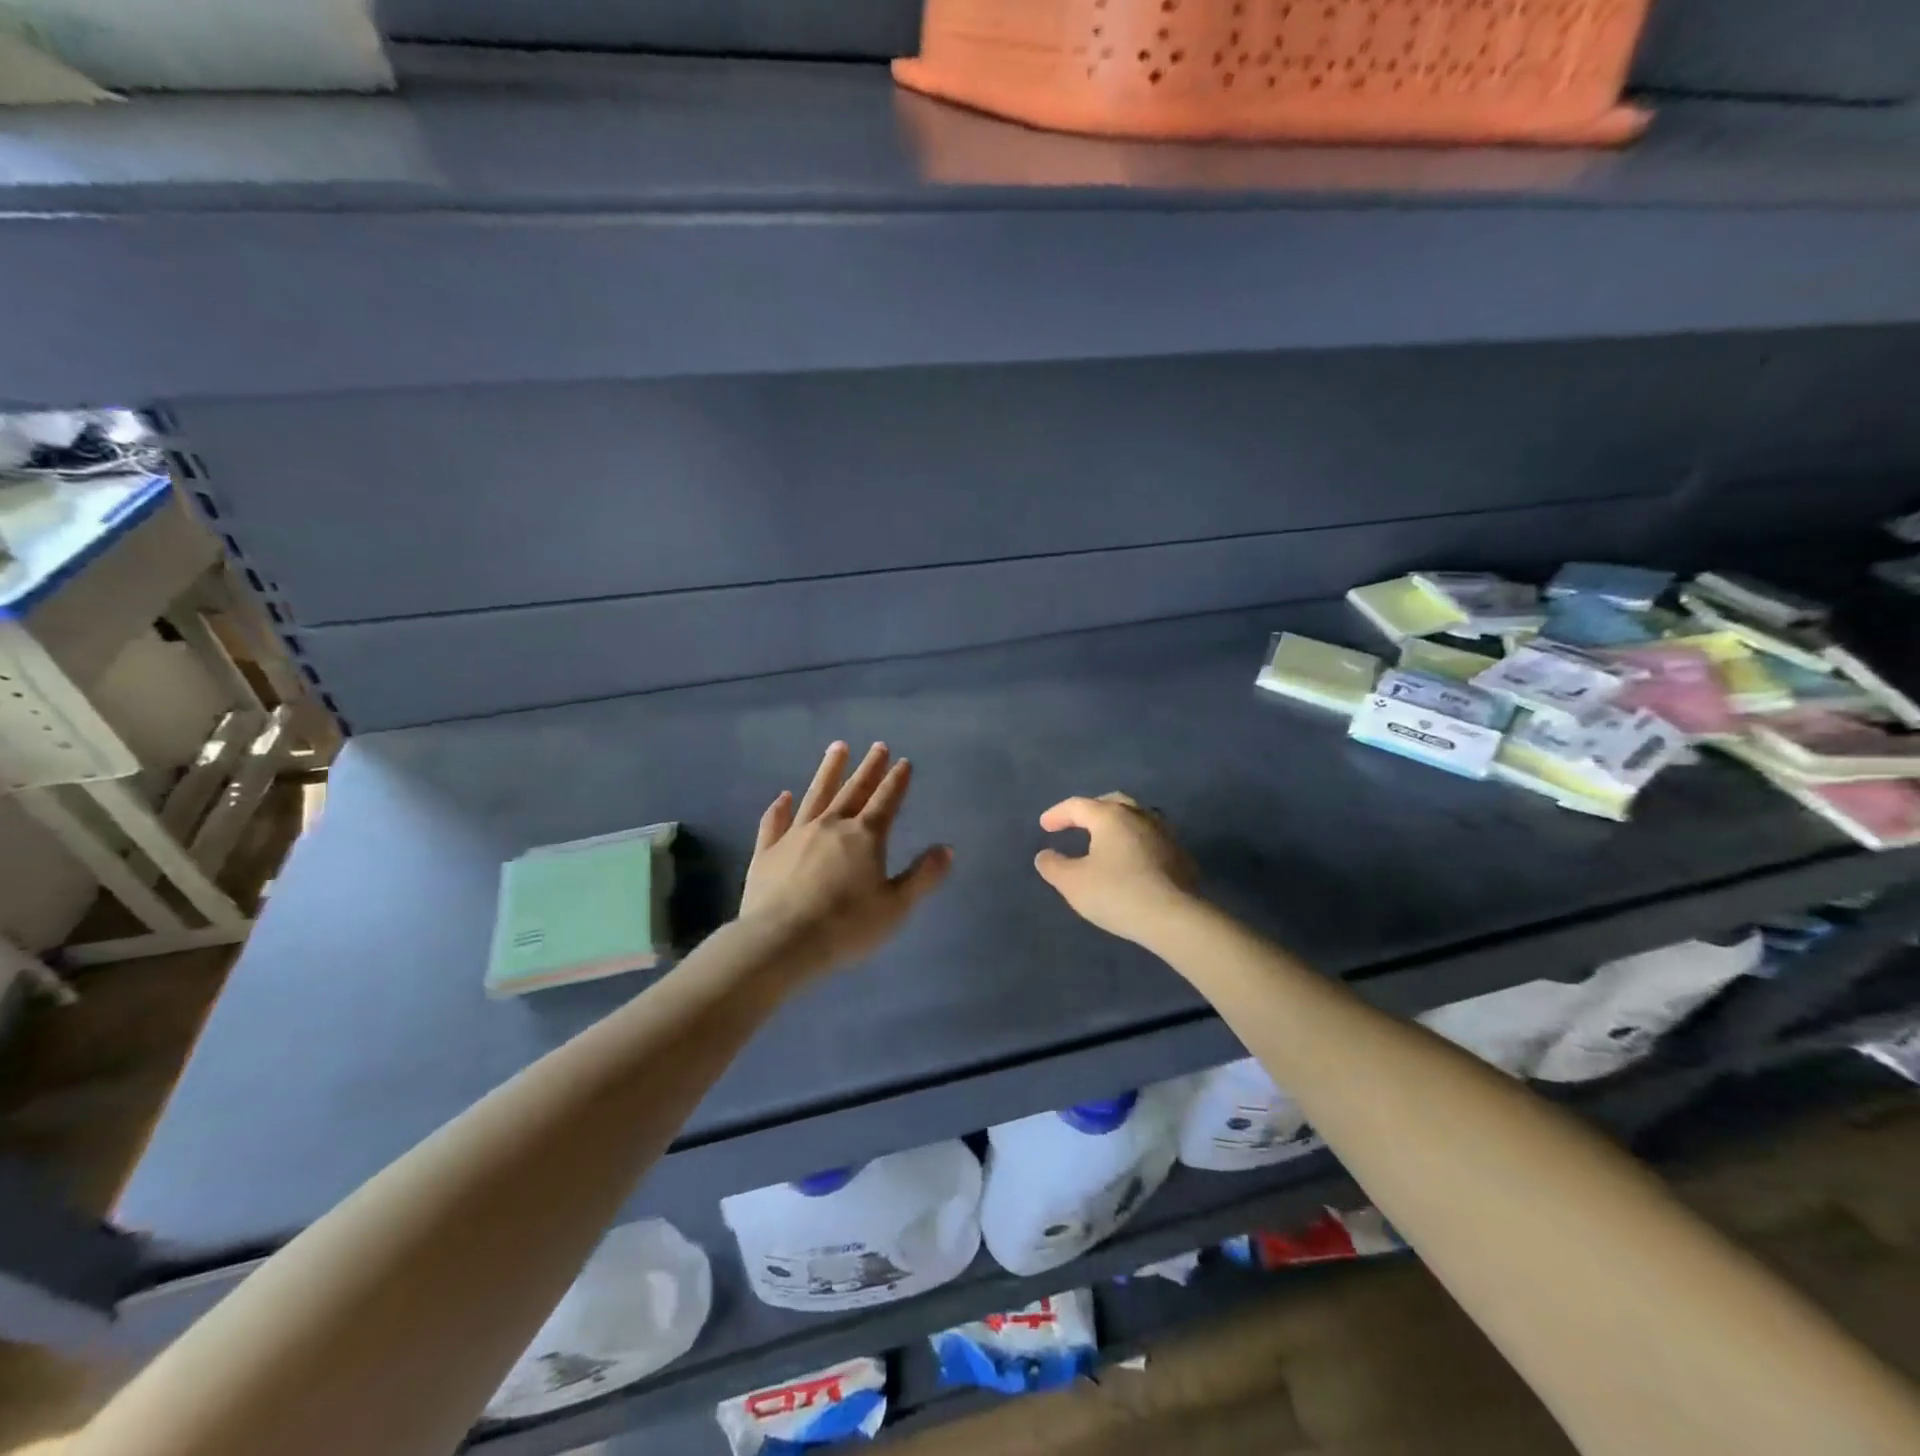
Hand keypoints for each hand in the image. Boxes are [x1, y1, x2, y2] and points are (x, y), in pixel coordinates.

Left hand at [739, 742, 951, 974]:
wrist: (781, 941)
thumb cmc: (846, 926)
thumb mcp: (896, 906)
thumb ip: (922, 876)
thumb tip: (947, 848)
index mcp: (865, 837)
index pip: (886, 801)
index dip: (897, 781)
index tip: (904, 761)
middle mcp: (831, 825)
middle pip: (854, 790)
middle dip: (869, 768)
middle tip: (878, 745)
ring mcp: (795, 835)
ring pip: (816, 795)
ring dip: (829, 771)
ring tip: (838, 747)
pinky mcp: (767, 851)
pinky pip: (774, 822)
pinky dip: (779, 807)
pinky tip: (783, 796)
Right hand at [1034, 792, 1198, 946]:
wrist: (1174, 918)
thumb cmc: (1116, 894)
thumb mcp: (1072, 883)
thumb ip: (1053, 866)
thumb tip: (1045, 855)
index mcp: (1110, 816)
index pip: (1078, 805)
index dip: (1058, 814)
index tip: (1045, 826)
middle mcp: (1140, 816)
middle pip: (1112, 801)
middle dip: (1091, 809)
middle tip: (1078, 822)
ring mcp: (1165, 834)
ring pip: (1138, 817)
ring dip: (1118, 823)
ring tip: (1107, 838)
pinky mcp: (1181, 856)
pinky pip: (1153, 839)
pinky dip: (1137, 842)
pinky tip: (1133, 860)